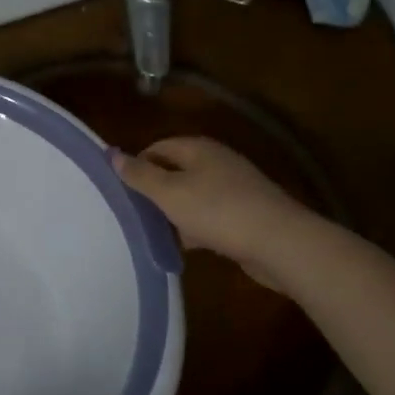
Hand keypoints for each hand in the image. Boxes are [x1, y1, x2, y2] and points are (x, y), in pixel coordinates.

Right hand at [113, 137, 308, 289]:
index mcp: (198, 149)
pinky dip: (196, 228)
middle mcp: (217, 162)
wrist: (281, 243)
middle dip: (155, 191)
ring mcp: (235, 188)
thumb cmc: (218, 211)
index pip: (158, 147)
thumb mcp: (169, 193)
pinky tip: (186, 247)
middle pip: (175, 171)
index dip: (137, 165)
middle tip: (134, 213)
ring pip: (193, 196)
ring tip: (154, 233)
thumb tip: (112, 153)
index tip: (121, 190)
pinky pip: (211, 216)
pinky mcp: (246, 214)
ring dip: (175, 213)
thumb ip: (140, 175)